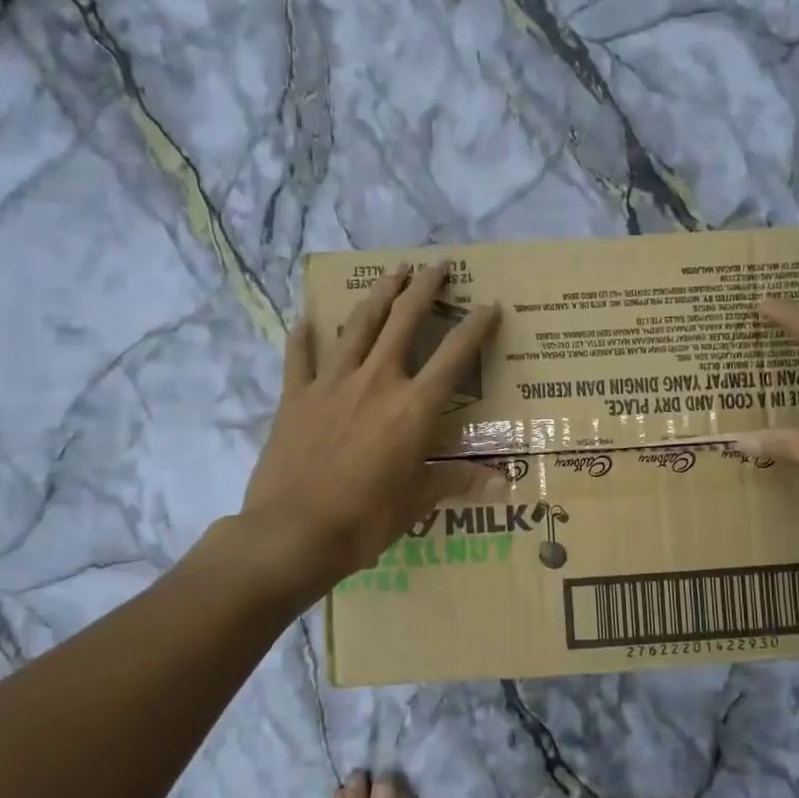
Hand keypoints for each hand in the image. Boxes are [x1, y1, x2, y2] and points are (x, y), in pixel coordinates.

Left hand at [244, 263, 502, 582]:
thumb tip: (504, 485)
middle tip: (437, 265)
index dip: (476, 328)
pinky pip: (300, 358)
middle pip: (404, 321)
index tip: (490, 305)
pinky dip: (303, 338)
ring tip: (391, 272)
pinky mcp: (295, 397)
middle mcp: (377, 381)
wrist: (293, 532)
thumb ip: (459, 481)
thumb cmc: (366, 519)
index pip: (455, 356)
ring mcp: (332, 384)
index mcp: (414, 407)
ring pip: (358, 326)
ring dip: (377, 295)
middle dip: (424, 289)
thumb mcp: (419, 501)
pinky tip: (305, 322)